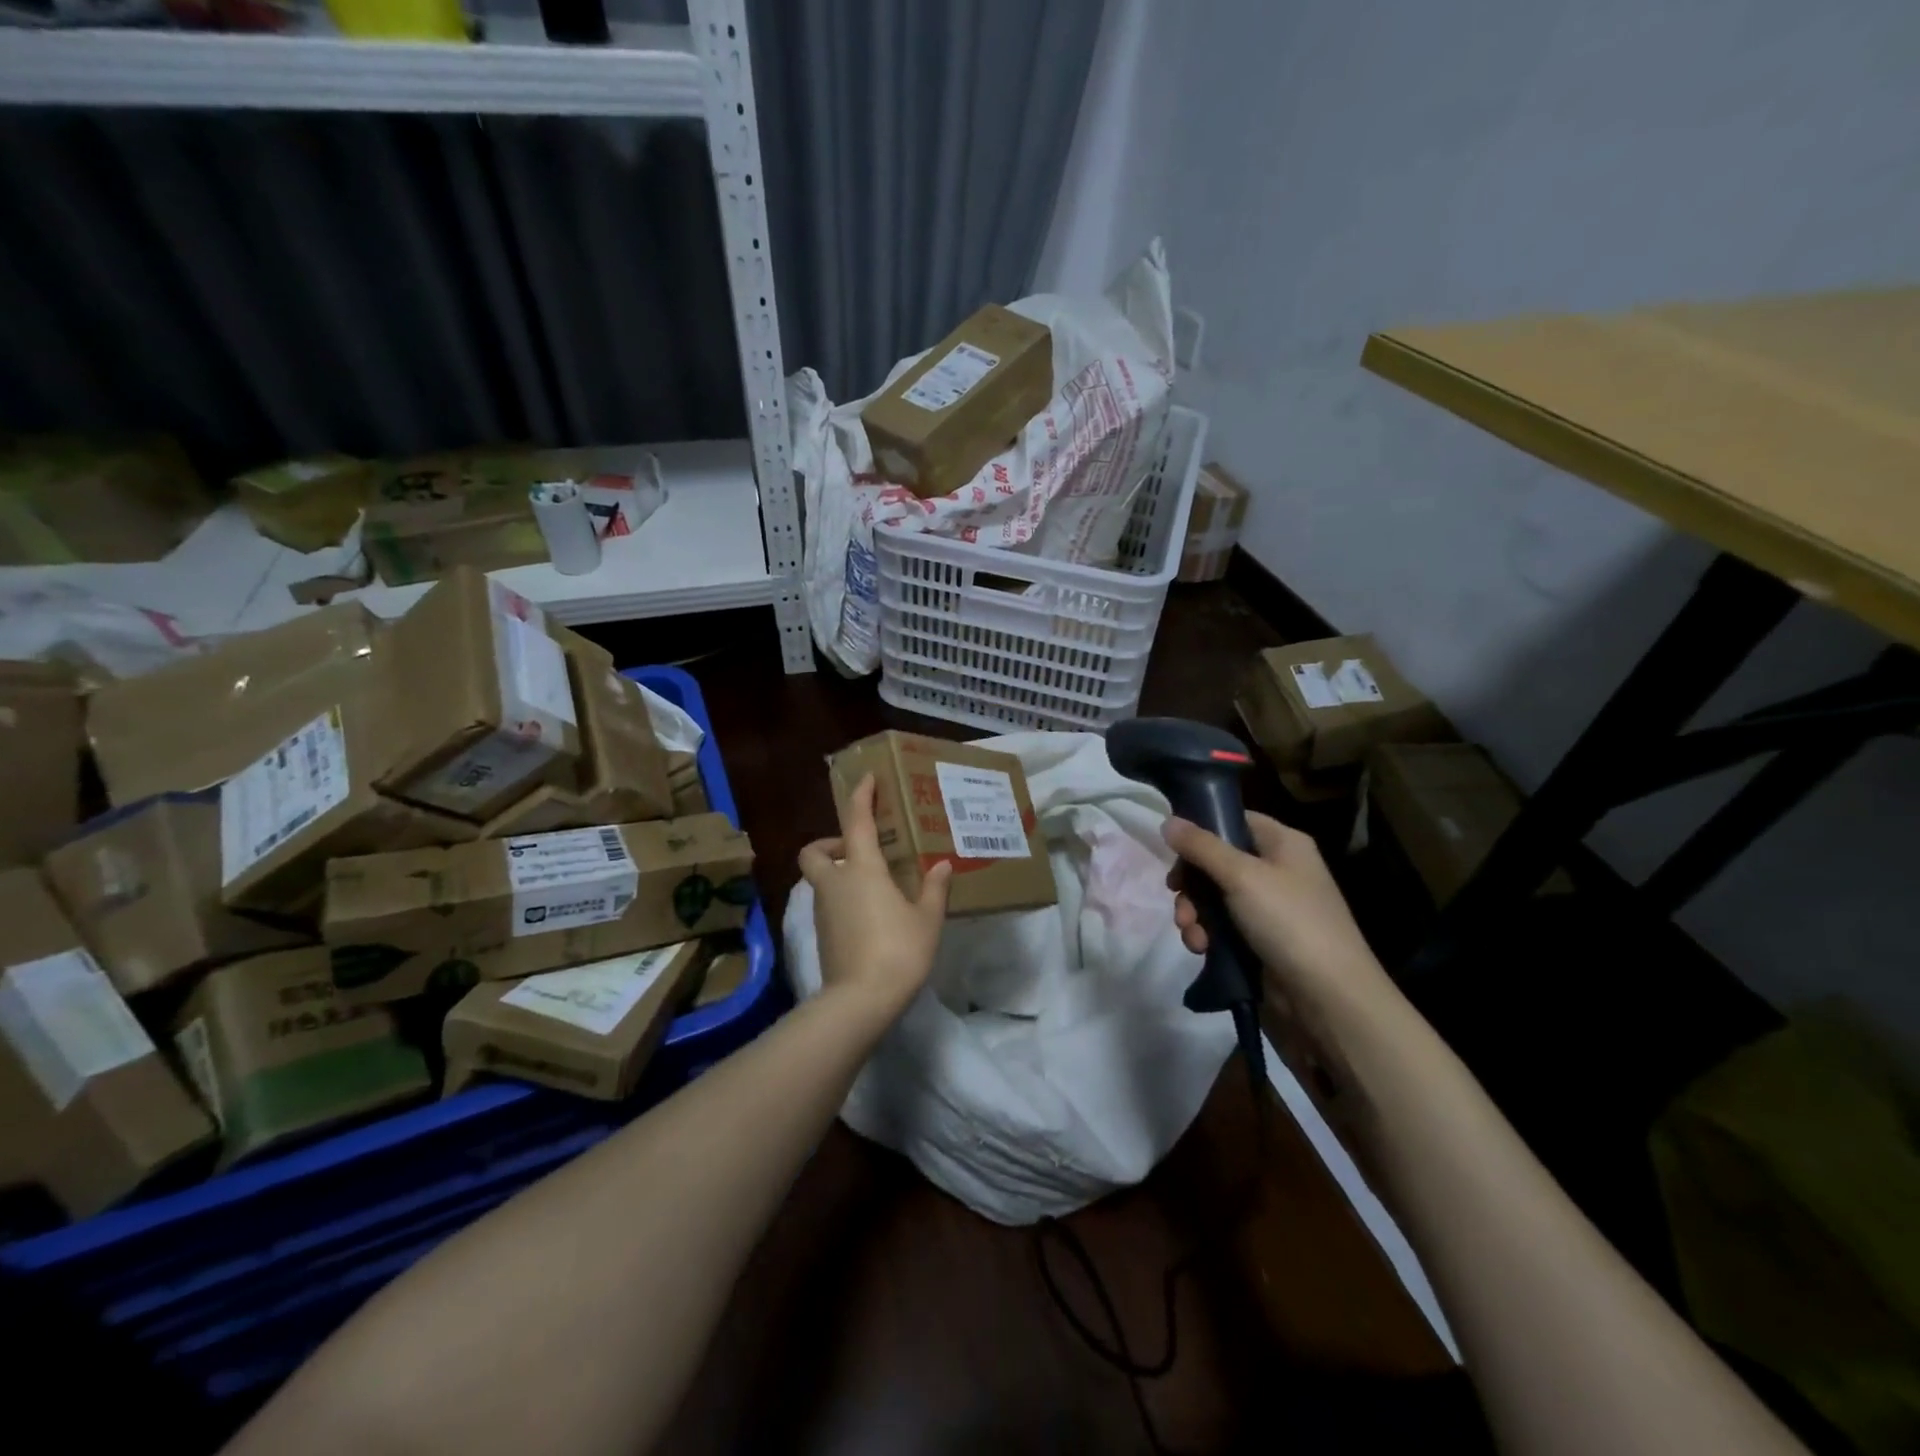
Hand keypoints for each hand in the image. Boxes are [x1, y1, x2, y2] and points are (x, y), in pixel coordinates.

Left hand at [798, 774, 950, 1025]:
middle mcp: (835, 883)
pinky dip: (841, 899)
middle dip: (828, 842)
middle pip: (814, 851)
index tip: (866, 779)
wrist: (860, 1001)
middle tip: (856, 849)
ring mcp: (823, 911)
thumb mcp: (927, 919)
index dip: (860, 796)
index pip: (857, 821)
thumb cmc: (898, 951)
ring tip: (871, 884)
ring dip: (836, 873)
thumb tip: (943, 865)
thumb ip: (934, 889)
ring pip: (819, 879)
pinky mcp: (821, 935)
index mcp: (862, 869)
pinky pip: (827, 904)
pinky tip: (868, 914)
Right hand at [1161, 813, 1388, 1017]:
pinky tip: (1200, 949)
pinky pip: (1221, 927)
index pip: (1235, 820)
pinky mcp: (1259, 941)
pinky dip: (1206, 934)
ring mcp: (1268, 908)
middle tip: (1176, 896)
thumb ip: (1200, 846)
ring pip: (1213, 896)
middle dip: (1191, 882)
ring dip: (1194, 912)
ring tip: (1192, 933)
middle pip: (1217, 861)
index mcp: (1284, 844)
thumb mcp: (1241, 876)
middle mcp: (1277, 870)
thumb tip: (1167, 821)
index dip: (1202, 830)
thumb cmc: (1289, 922)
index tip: (1173, 848)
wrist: (1327, 999)